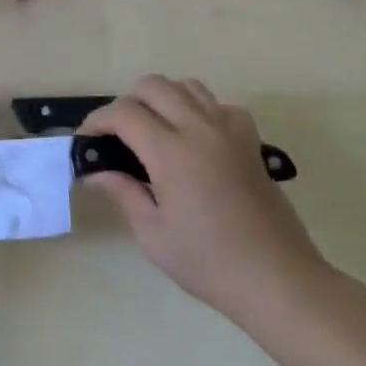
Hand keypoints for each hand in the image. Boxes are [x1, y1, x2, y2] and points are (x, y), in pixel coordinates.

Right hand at [80, 76, 334, 337]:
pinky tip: (194, 139)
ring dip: (163, 100)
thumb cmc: (209, 263)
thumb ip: (123, 193)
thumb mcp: (153, 235)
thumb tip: (95, 172)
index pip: (124, 113)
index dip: (97, 121)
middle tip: (118, 137)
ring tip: (154, 133)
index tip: (87, 141)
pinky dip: (199, 110)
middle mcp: (200, 129)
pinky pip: (219, 105)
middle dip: (127, 103)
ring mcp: (230, 130)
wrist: (278, 279)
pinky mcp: (251, 140)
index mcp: (172, 152)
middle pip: (154, 86)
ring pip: (188, 86)